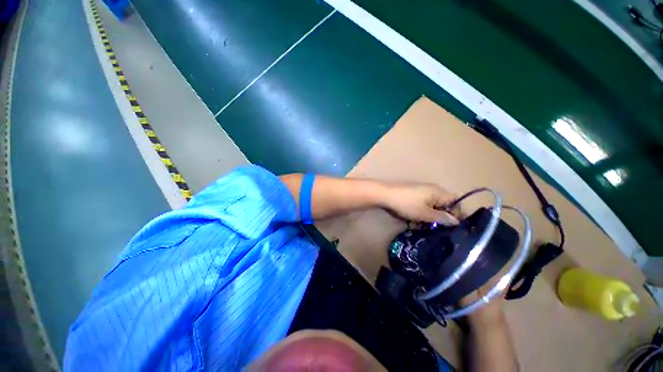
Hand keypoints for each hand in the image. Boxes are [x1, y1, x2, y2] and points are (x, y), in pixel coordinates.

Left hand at [382, 183, 458, 224]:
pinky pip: (421, 205)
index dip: (456, 215)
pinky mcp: (412, 195)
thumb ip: (442, 218)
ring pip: (431, 207)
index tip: (452, 228)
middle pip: (443, 206)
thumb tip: (456, 222)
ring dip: (428, 217)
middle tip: (434, 228)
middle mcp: (432, 190)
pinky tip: (412, 221)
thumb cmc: (407, 204)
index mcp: (439, 192)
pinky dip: (420, 213)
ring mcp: (421, 192)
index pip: (456, 203)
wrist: (385, 195)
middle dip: (439, 218)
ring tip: (420, 225)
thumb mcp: (426, 214)